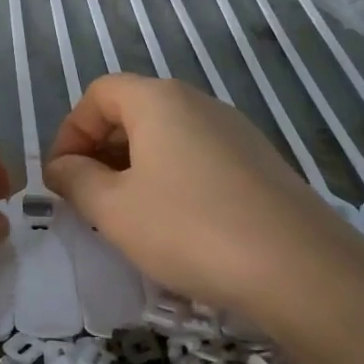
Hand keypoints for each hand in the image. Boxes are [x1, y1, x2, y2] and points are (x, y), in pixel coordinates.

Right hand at [44, 74, 362, 315]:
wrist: (301, 269)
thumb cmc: (189, 228)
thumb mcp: (113, 209)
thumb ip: (75, 180)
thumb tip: (61, 166)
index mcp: (158, 100)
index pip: (98, 94)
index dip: (70, 131)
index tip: (63, 178)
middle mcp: (199, 103)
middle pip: (132, 111)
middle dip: (100, 151)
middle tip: (89, 200)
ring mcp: (235, 132)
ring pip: (166, 137)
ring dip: (134, 169)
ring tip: (129, 217)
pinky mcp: (259, 163)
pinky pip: (198, 158)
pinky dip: (171, 180)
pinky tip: (176, 226)